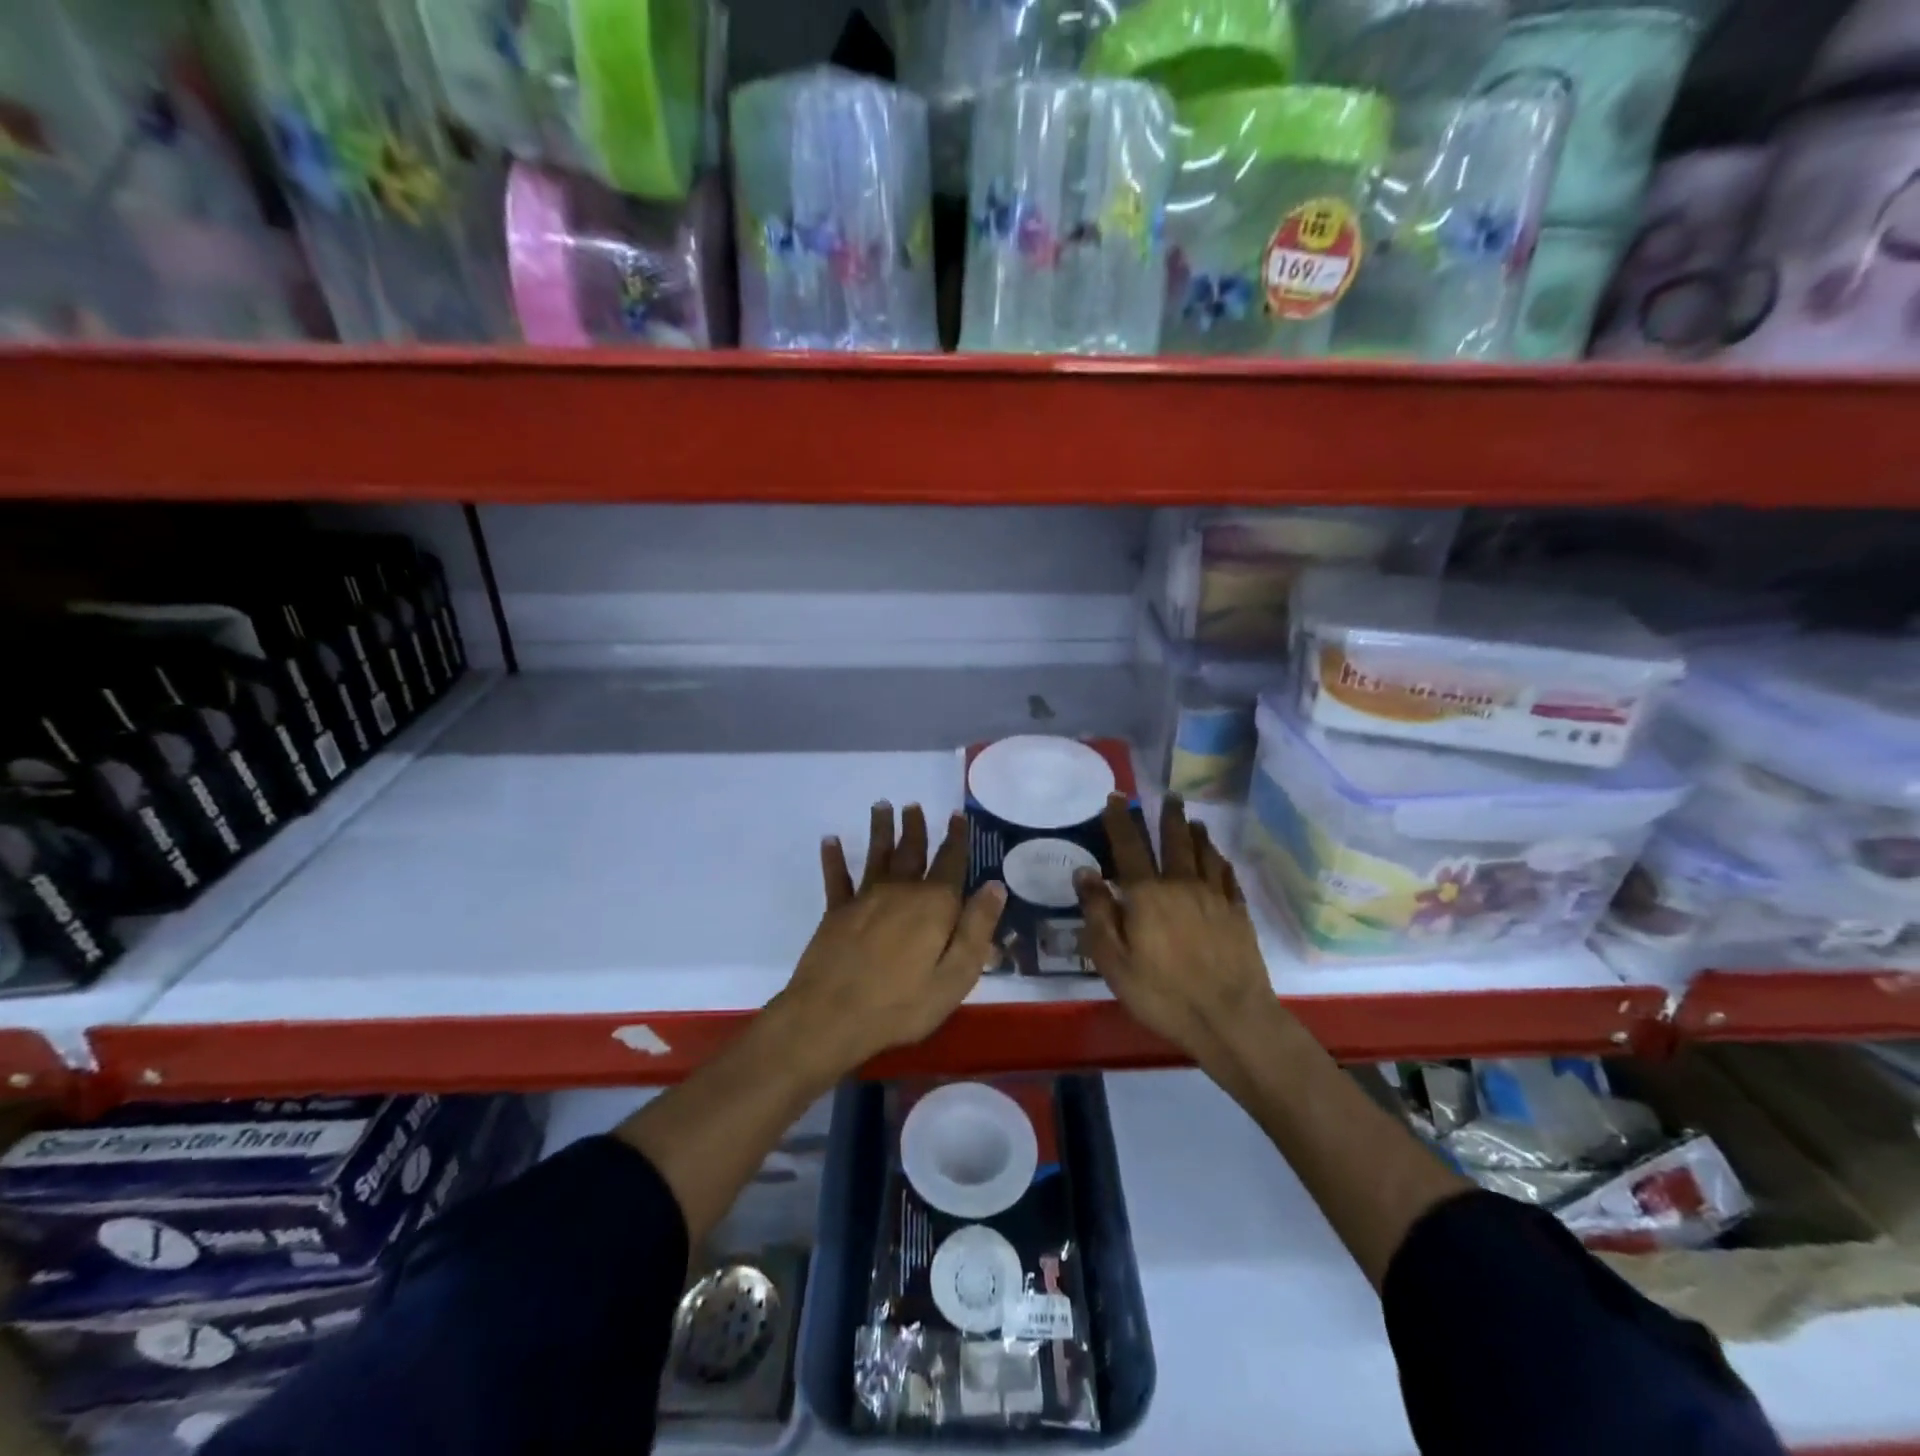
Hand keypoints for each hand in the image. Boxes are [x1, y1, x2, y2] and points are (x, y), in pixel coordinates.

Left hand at [772, 802, 1004, 1075]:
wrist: (832, 1016)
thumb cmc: (902, 1003)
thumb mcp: (956, 975)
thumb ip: (977, 928)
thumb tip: (995, 885)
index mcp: (933, 905)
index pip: (950, 863)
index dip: (956, 839)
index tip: (957, 816)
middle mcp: (900, 891)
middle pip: (911, 852)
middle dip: (915, 828)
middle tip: (914, 805)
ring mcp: (865, 899)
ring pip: (876, 855)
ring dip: (880, 830)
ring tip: (881, 805)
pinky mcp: (836, 913)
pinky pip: (837, 879)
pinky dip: (834, 858)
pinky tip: (830, 840)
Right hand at [1073, 793, 1273, 1061]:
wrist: (1231, 1018)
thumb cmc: (1162, 994)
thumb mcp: (1113, 961)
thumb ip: (1098, 913)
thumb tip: (1085, 872)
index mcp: (1146, 894)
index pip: (1129, 846)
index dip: (1120, 820)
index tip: (1116, 798)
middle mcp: (1181, 884)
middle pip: (1174, 840)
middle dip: (1168, 815)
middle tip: (1168, 795)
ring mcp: (1214, 896)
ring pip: (1204, 853)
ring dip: (1196, 832)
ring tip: (1192, 819)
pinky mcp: (1238, 913)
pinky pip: (1228, 875)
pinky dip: (1220, 860)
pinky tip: (1218, 857)